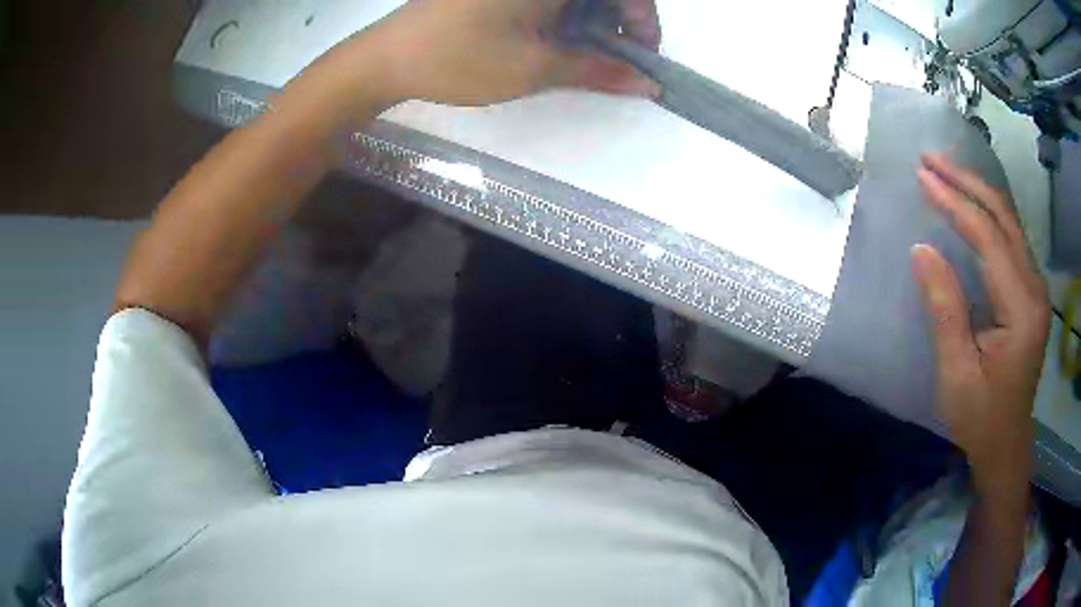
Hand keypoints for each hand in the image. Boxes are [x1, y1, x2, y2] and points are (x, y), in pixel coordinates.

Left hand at [363, 0, 661, 104]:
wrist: (386, 58)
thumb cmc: (459, 59)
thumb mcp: (535, 68)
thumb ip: (598, 71)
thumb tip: (650, 85)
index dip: (643, 18)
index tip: (642, 55)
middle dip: (619, 21)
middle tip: (613, 61)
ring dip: (592, 21)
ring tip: (583, 56)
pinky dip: (564, 16)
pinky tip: (556, 40)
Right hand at [911, 153, 1049, 497]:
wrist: (1006, 444)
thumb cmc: (980, 418)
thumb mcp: (957, 373)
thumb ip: (945, 309)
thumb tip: (922, 250)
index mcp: (1022, 311)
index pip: (989, 238)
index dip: (956, 203)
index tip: (922, 176)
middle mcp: (1035, 289)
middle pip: (1004, 217)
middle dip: (967, 182)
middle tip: (931, 158)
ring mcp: (1036, 288)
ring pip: (1009, 221)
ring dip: (977, 190)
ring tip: (946, 169)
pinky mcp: (1030, 292)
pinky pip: (1010, 237)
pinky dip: (988, 212)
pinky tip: (971, 201)